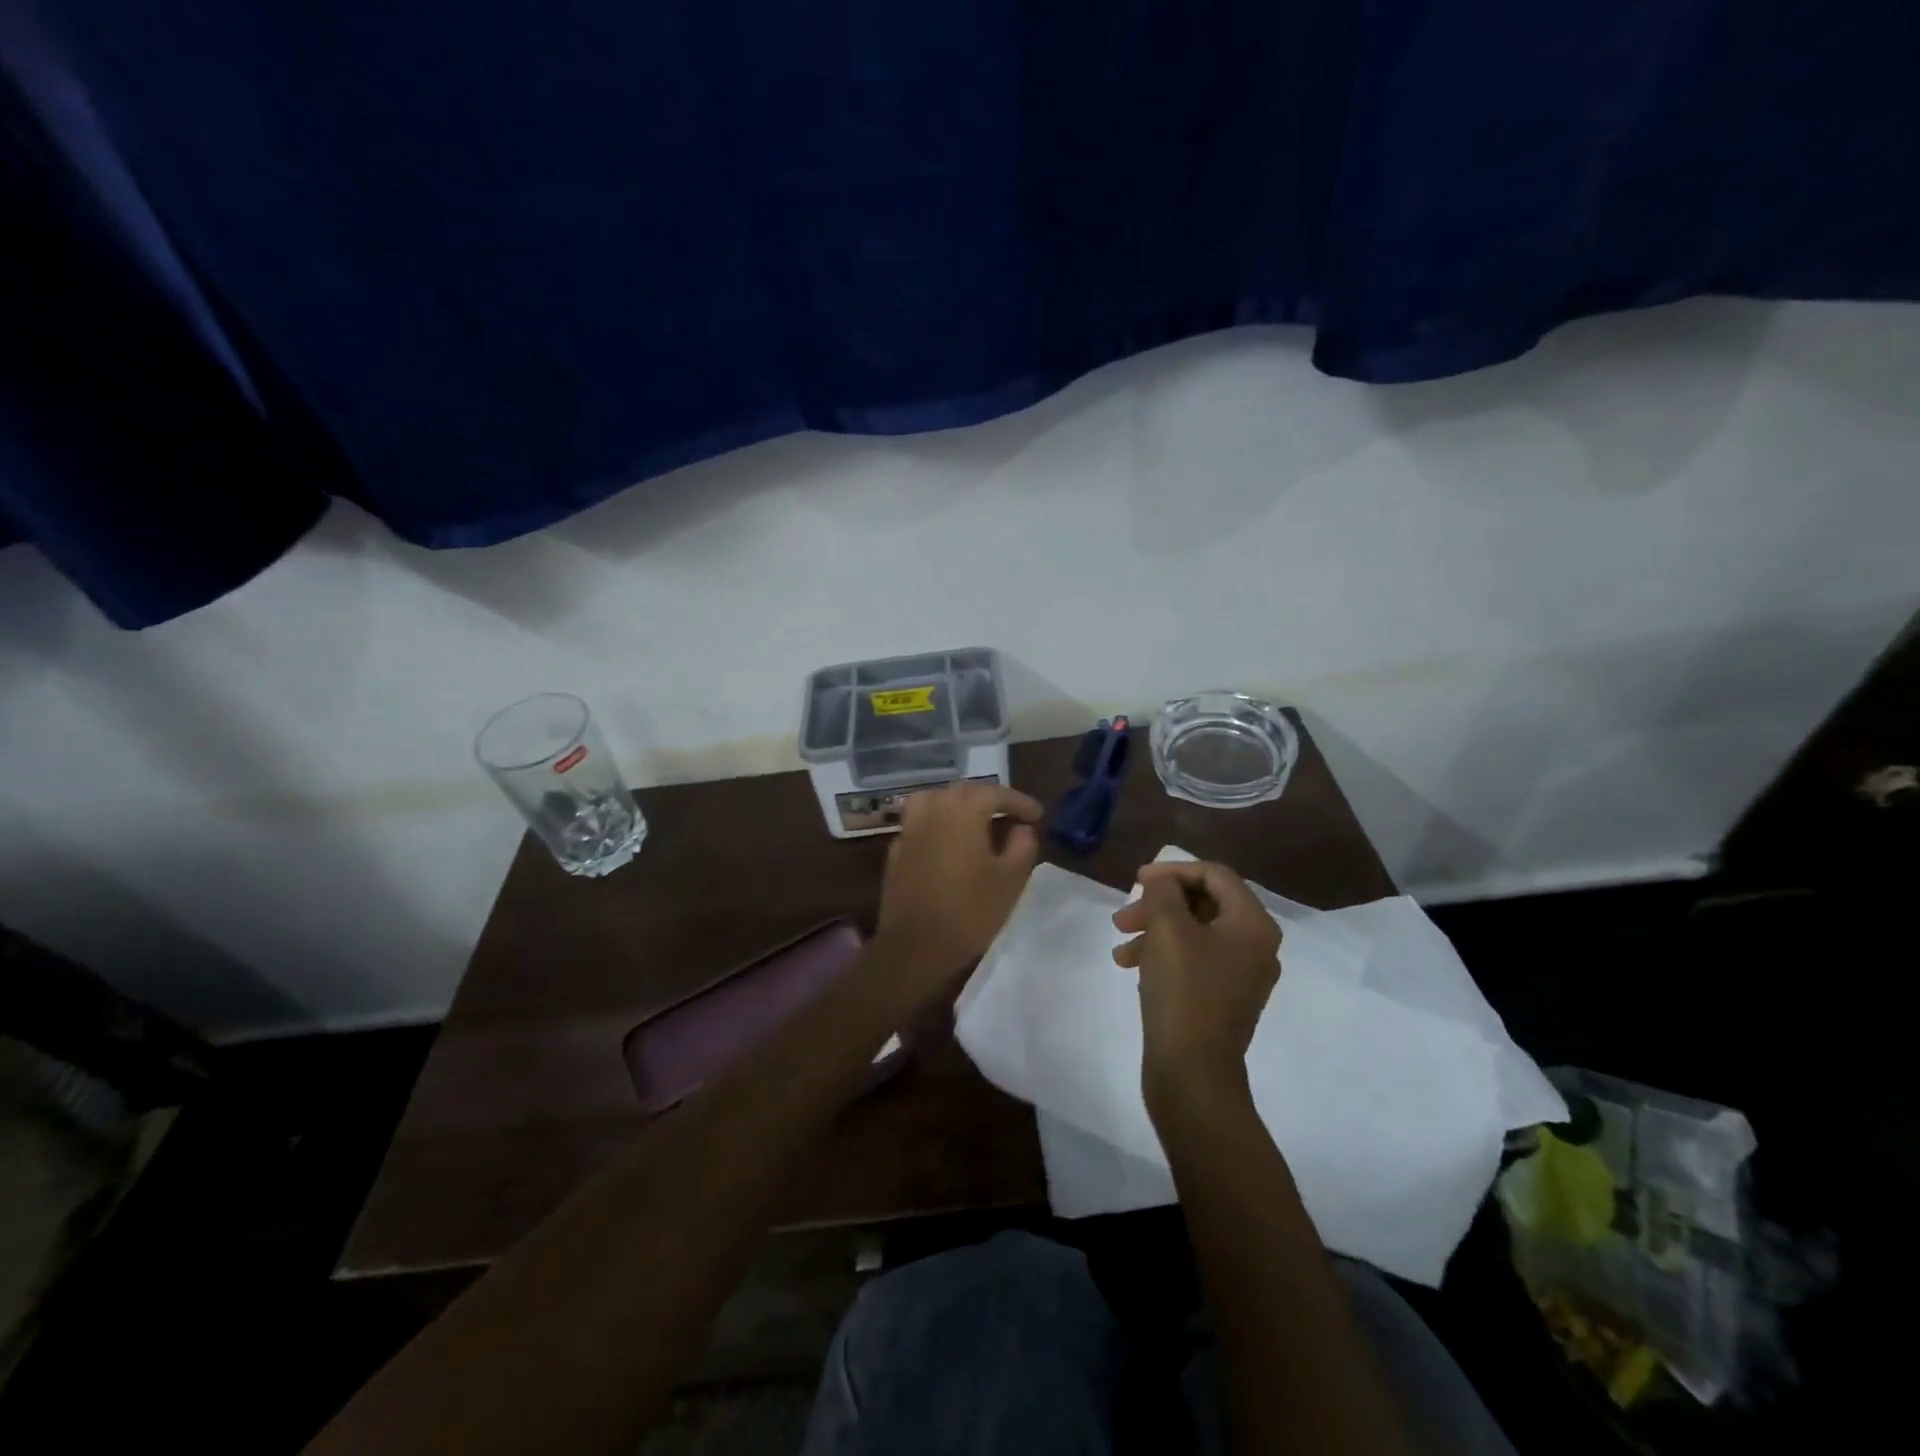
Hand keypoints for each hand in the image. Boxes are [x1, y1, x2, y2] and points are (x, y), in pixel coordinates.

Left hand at [872, 782, 1043, 990]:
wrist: (915, 947)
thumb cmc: (970, 911)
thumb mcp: (1010, 880)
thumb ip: (1022, 846)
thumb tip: (1022, 828)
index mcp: (962, 811)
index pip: (995, 793)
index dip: (1019, 801)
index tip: (1037, 815)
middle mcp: (933, 811)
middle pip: (964, 791)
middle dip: (990, 799)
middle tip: (1012, 815)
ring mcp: (909, 829)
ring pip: (936, 800)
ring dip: (959, 804)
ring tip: (976, 820)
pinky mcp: (896, 851)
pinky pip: (920, 822)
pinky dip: (938, 822)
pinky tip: (948, 841)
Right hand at [1111, 861, 1280, 1110]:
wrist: (1192, 1072)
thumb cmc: (1184, 991)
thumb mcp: (1168, 929)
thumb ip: (1164, 892)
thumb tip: (1163, 881)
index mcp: (1253, 924)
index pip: (1215, 875)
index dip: (1174, 870)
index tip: (1137, 880)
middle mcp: (1255, 945)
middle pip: (1204, 903)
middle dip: (1159, 904)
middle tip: (1124, 916)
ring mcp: (1240, 974)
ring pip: (1193, 932)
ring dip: (1154, 930)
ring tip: (1121, 946)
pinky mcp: (1221, 997)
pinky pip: (1193, 960)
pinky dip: (1163, 955)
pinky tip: (1131, 966)